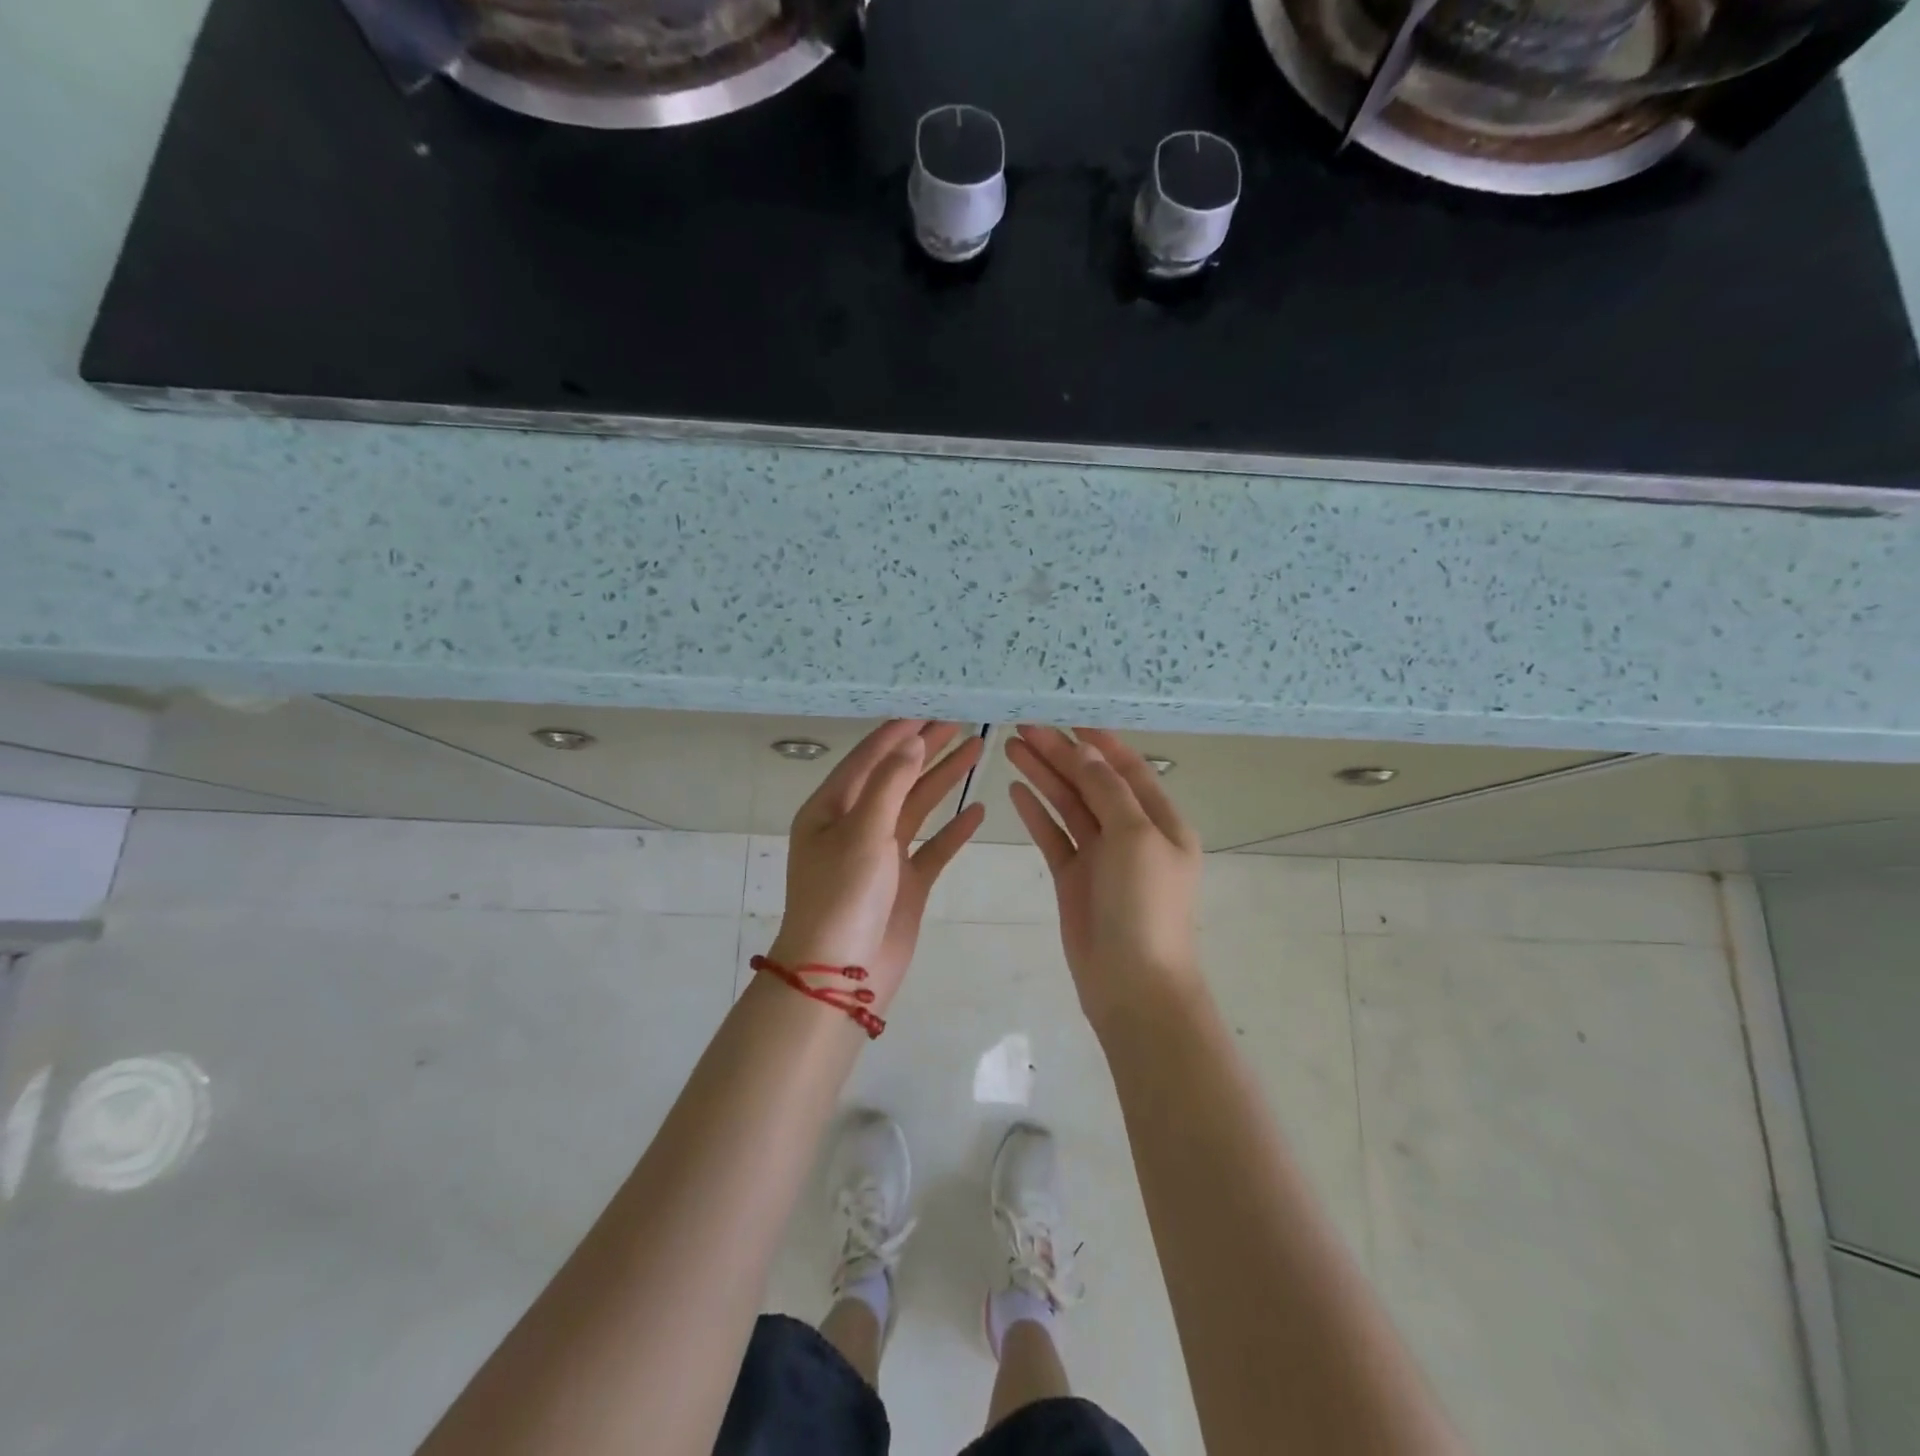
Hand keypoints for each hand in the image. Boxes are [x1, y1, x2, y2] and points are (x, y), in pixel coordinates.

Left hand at [770, 720, 986, 1011]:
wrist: (841, 977)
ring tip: (977, 748)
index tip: (929, 707)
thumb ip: (890, 784)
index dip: (898, 732)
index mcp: (831, 809)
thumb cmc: (842, 896)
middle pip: (897, 777)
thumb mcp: (862, 832)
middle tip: (960, 720)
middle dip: (927, 749)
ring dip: (945, 779)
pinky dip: (954, 829)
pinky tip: (978, 810)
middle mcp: (855, 826)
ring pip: (918, 807)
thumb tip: (911, 742)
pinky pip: (933, 847)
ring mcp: (882, 855)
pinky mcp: (905, 883)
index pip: (868, 758)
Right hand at [1006, 726, 1202, 1031]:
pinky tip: (1015, 789)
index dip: (1099, 742)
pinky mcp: (1074, 878)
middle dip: (1060, 754)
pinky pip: (1054, 836)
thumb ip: (1108, 791)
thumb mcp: (1135, 837)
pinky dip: (1036, 813)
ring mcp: (1101, 856)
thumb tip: (1086, 752)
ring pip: (1069, 806)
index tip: (1066, 716)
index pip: (1128, 768)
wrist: (1132, 984)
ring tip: (1011, 747)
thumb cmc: (1145, 904)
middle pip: (1092, 783)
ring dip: (1044, 776)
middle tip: (1023, 727)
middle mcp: (1132, 833)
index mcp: (1161, 820)